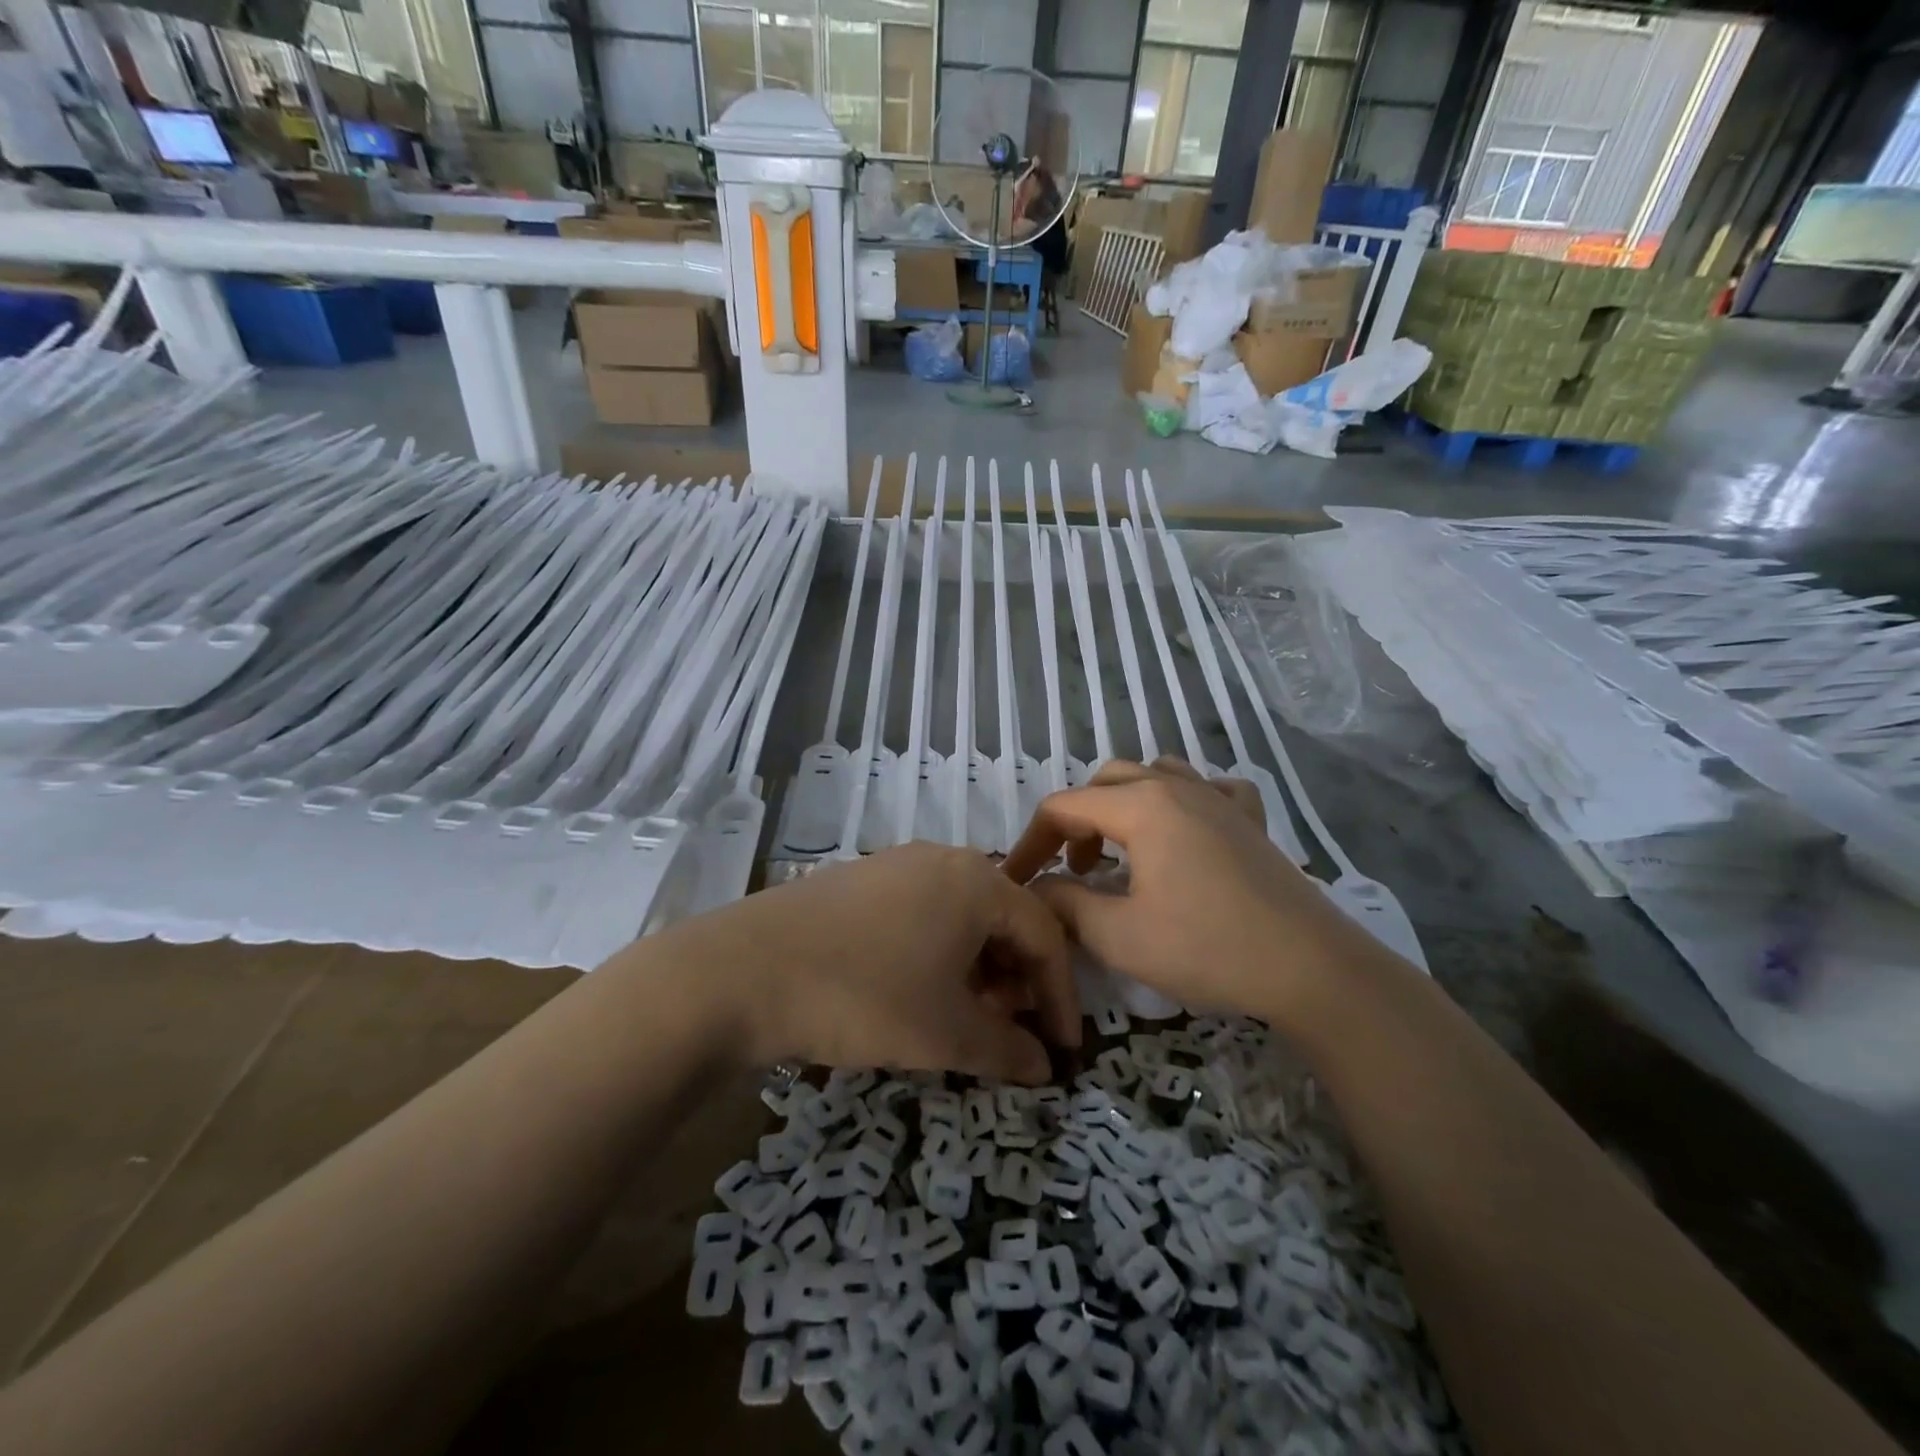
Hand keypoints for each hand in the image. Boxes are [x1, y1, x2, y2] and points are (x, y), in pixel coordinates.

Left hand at [649, 843, 1078, 1083]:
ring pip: (962, 916)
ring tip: (965, 1017)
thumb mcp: (944, 1034)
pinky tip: (917, 990)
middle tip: (1011, 1032)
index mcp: (977, 881)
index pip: (1044, 935)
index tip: (1064, 1049)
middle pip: (1005, 919)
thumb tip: (1044, 1066)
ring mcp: (897, 864)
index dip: (1062, 996)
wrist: (743, 971)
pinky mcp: (860, 879)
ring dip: (979, 968)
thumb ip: (1007, 1050)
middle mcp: (943, 859)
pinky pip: (923, 912)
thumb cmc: (863, 997)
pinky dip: (939, 953)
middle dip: (1018, 980)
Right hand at [1001, 758, 1371, 1022]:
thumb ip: (1065, 905)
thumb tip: (1035, 890)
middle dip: (1077, 821)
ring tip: (1122, 848)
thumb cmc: (1207, 948)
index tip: (1018, 880)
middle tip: (1074, 870)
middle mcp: (1177, 787)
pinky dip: (1184, 800)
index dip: (1032, 842)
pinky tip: (1187, 831)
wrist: (1309, 967)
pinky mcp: (1250, 820)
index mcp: (1141, 806)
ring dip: (1124, 804)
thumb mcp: (1119, 936)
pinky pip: (1209, 788)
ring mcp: (1219, 799)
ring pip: (1154, 775)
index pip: (1064, 806)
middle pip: (1105, 782)